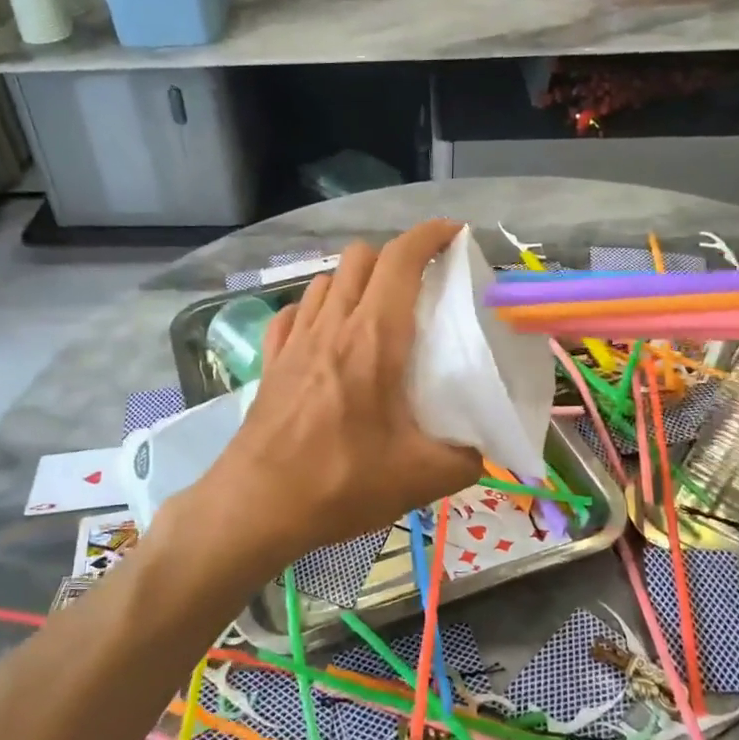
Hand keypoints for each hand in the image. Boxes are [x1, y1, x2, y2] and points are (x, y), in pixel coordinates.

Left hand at [192, 221, 483, 571]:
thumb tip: (480, 451)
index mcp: (375, 338)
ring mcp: (295, 340)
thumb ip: (464, 458)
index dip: (429, 235)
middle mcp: (332, 325)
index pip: (401, 259)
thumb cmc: (341, 482)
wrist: (257, 505)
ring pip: (326, 281)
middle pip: (360, 257)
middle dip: (394, 257)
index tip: (453, 234)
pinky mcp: (271, 362)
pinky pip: (293, 314)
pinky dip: (315, 310)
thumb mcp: (420, 477)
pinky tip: (324, 336)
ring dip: (354, 282)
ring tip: (375, 311)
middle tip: (419, 287)